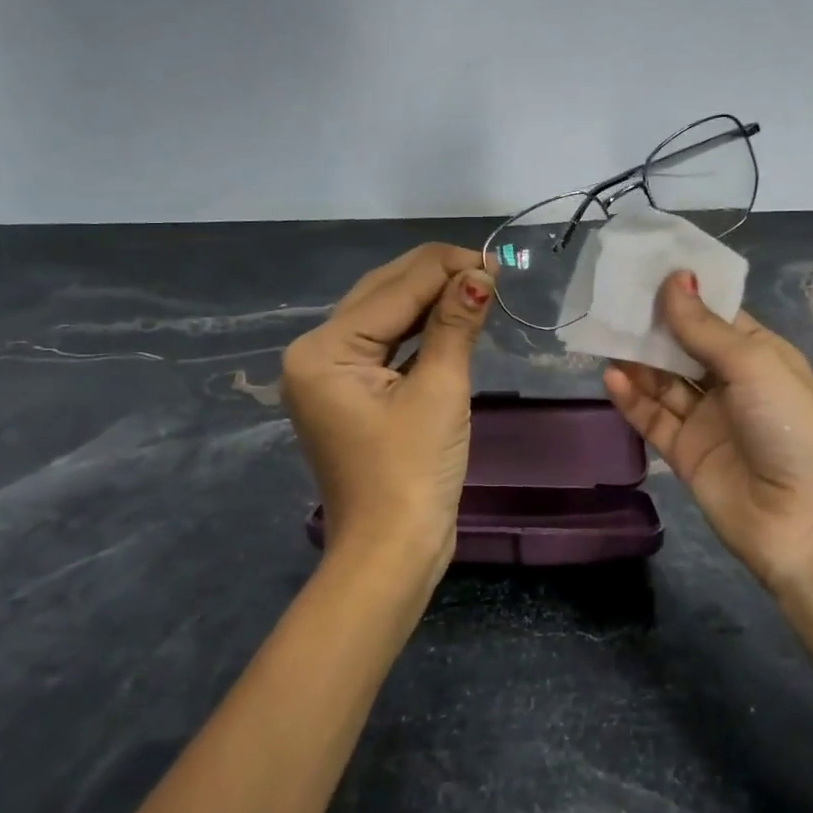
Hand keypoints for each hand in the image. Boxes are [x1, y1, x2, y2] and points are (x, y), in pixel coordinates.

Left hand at [281, 243, 493, 584]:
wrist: (392, 553)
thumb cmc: (413, 473)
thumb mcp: (440, 391)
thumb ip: (455, 325)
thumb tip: (480, 274)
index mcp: (324, 350)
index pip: (392, 289)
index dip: (445, 268)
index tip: (495, 259)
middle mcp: (316, 353)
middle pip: (381, 295)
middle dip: (436, 277)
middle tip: (490, 269)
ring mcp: (331, 375)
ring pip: (384, 317)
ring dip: (430, 301)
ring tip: (479, 285)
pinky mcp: (351, 393)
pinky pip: (386, 346)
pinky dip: (420, 331)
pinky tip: (453, 316)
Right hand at [602, 272, 812, 595]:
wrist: (805, 523)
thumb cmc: (790, 427)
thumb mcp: (752, 365)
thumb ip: (704, 327)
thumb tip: (673, 278)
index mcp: (760, 356)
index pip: (716, 317)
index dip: (684, 295)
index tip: (645, 271)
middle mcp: (733, 384)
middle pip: (684, 347)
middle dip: (653, 326)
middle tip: (614, 301)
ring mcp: (708, 420)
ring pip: (664, 382)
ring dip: (637, 361)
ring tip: (604, 335)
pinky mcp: (686, 453)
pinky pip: (653, 419)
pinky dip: (632, 399)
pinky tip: (610, 377)